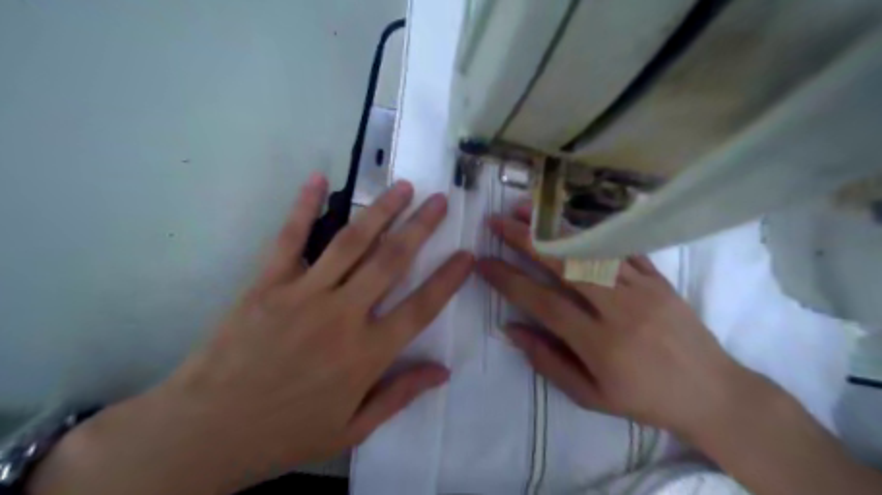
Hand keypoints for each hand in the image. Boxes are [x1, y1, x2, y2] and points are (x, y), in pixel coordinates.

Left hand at [30, 174, 476, 493]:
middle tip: (439, 201)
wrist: (204, 433)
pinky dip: (304, 207)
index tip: (467, 254)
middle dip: (420, 227)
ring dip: (381, 211)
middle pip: (391, 262)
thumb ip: (400, 395)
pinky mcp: (266, 285)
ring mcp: (303, 295)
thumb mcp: (352, 429)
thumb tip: (443, 371)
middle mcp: (342, 316)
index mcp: (366, 355)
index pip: (421, 307)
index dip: (448, 278)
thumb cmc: (285, 434)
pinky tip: (318, 180)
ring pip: (351, 243)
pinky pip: (290, 239)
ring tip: (403, 187)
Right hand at [479, 203, 754, 436]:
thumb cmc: (645, 399)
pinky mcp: (658, 278)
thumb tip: (510, 328)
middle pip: (565, 265)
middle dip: (526, 239)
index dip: (508, 280)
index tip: (483, 263)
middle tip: (497, 222)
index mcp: (600, 344)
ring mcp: (643, 288)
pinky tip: (568, 221)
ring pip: (592, 249)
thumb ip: (547, 361)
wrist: (712, 393)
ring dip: (554, 228)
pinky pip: (621, 248)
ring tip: (525, 210)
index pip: (543, 302)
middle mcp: (620, 309)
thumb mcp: (590, 395)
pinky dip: (591, 232)